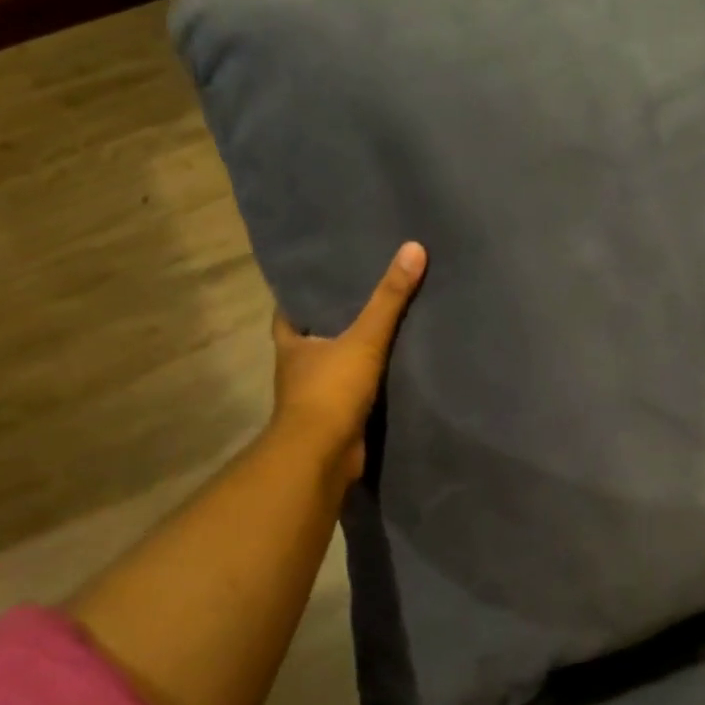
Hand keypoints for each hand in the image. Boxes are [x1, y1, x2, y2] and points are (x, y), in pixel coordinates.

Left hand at [268, 241, 426, 481]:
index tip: (327, 275)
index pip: (290, 310)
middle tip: (365, 293)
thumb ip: (389, 299)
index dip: (304, 293)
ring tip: (384, 325)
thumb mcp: (364, 338)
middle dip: (334, 320)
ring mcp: (316, 395)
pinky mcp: (337, 418)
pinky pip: (354, 391)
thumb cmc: (330, 391)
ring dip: (353, 352)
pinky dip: (369, 382)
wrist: (323, 456)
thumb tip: (414, 248)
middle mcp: (298, 367)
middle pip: (315, 336)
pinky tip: (394, 368)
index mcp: (292, 344)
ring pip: (335, 364)